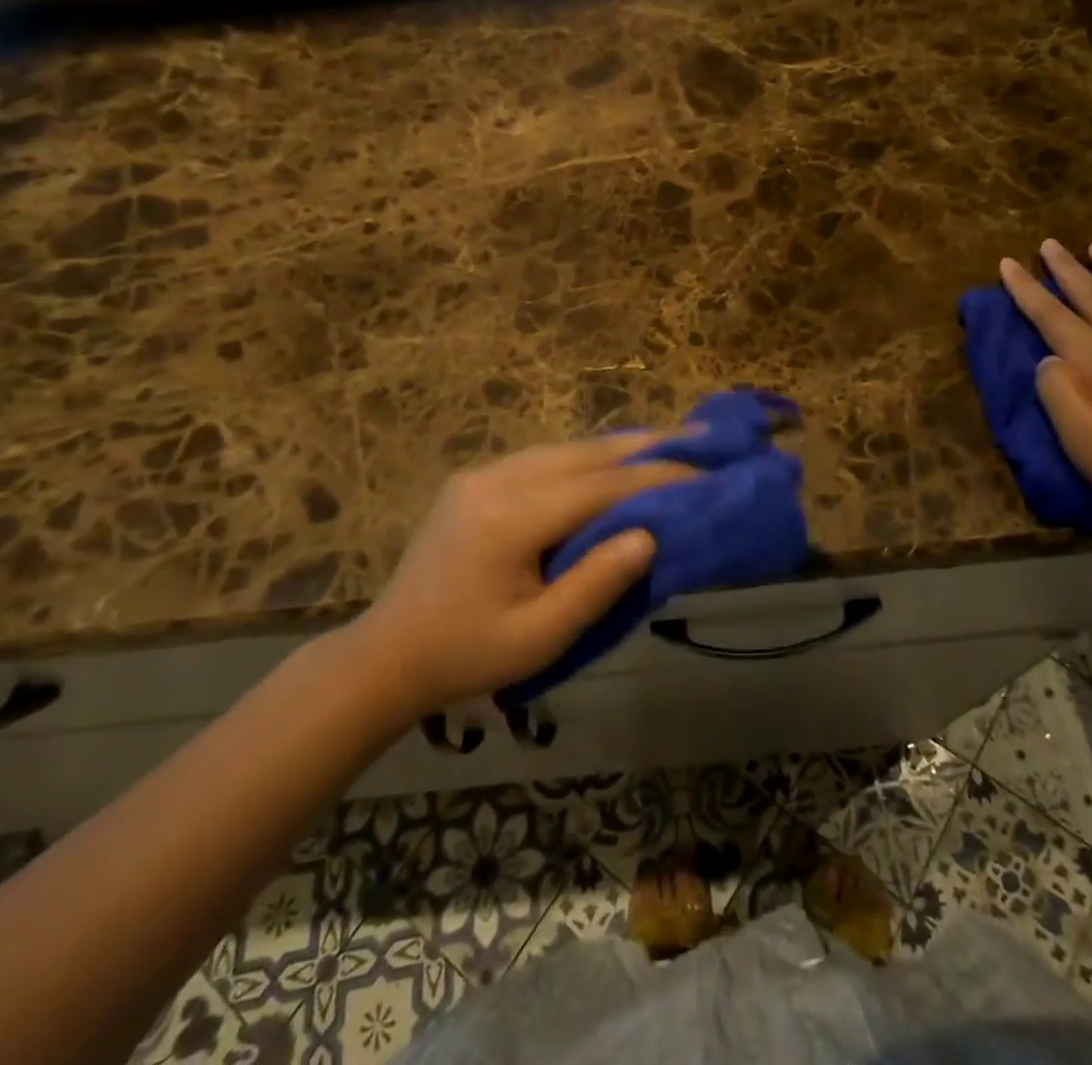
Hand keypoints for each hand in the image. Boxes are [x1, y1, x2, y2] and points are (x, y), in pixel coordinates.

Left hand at [341, 432, 695, 725]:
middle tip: (698, 437)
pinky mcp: (474, 480)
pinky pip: (542, 458)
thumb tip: (649, 535)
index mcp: (510, 519)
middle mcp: (496, 480)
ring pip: (564, 449)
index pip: (600, 487)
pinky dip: (585, 457)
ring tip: (665, 442)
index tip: (703, 470)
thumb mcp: (539, 636)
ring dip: (616, 448)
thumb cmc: (467, 655)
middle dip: (644, 447)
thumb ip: (596, 584)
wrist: (388, 654)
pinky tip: (609, 462)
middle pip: (584, 455)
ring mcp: (481, 475)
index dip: (655, 476)